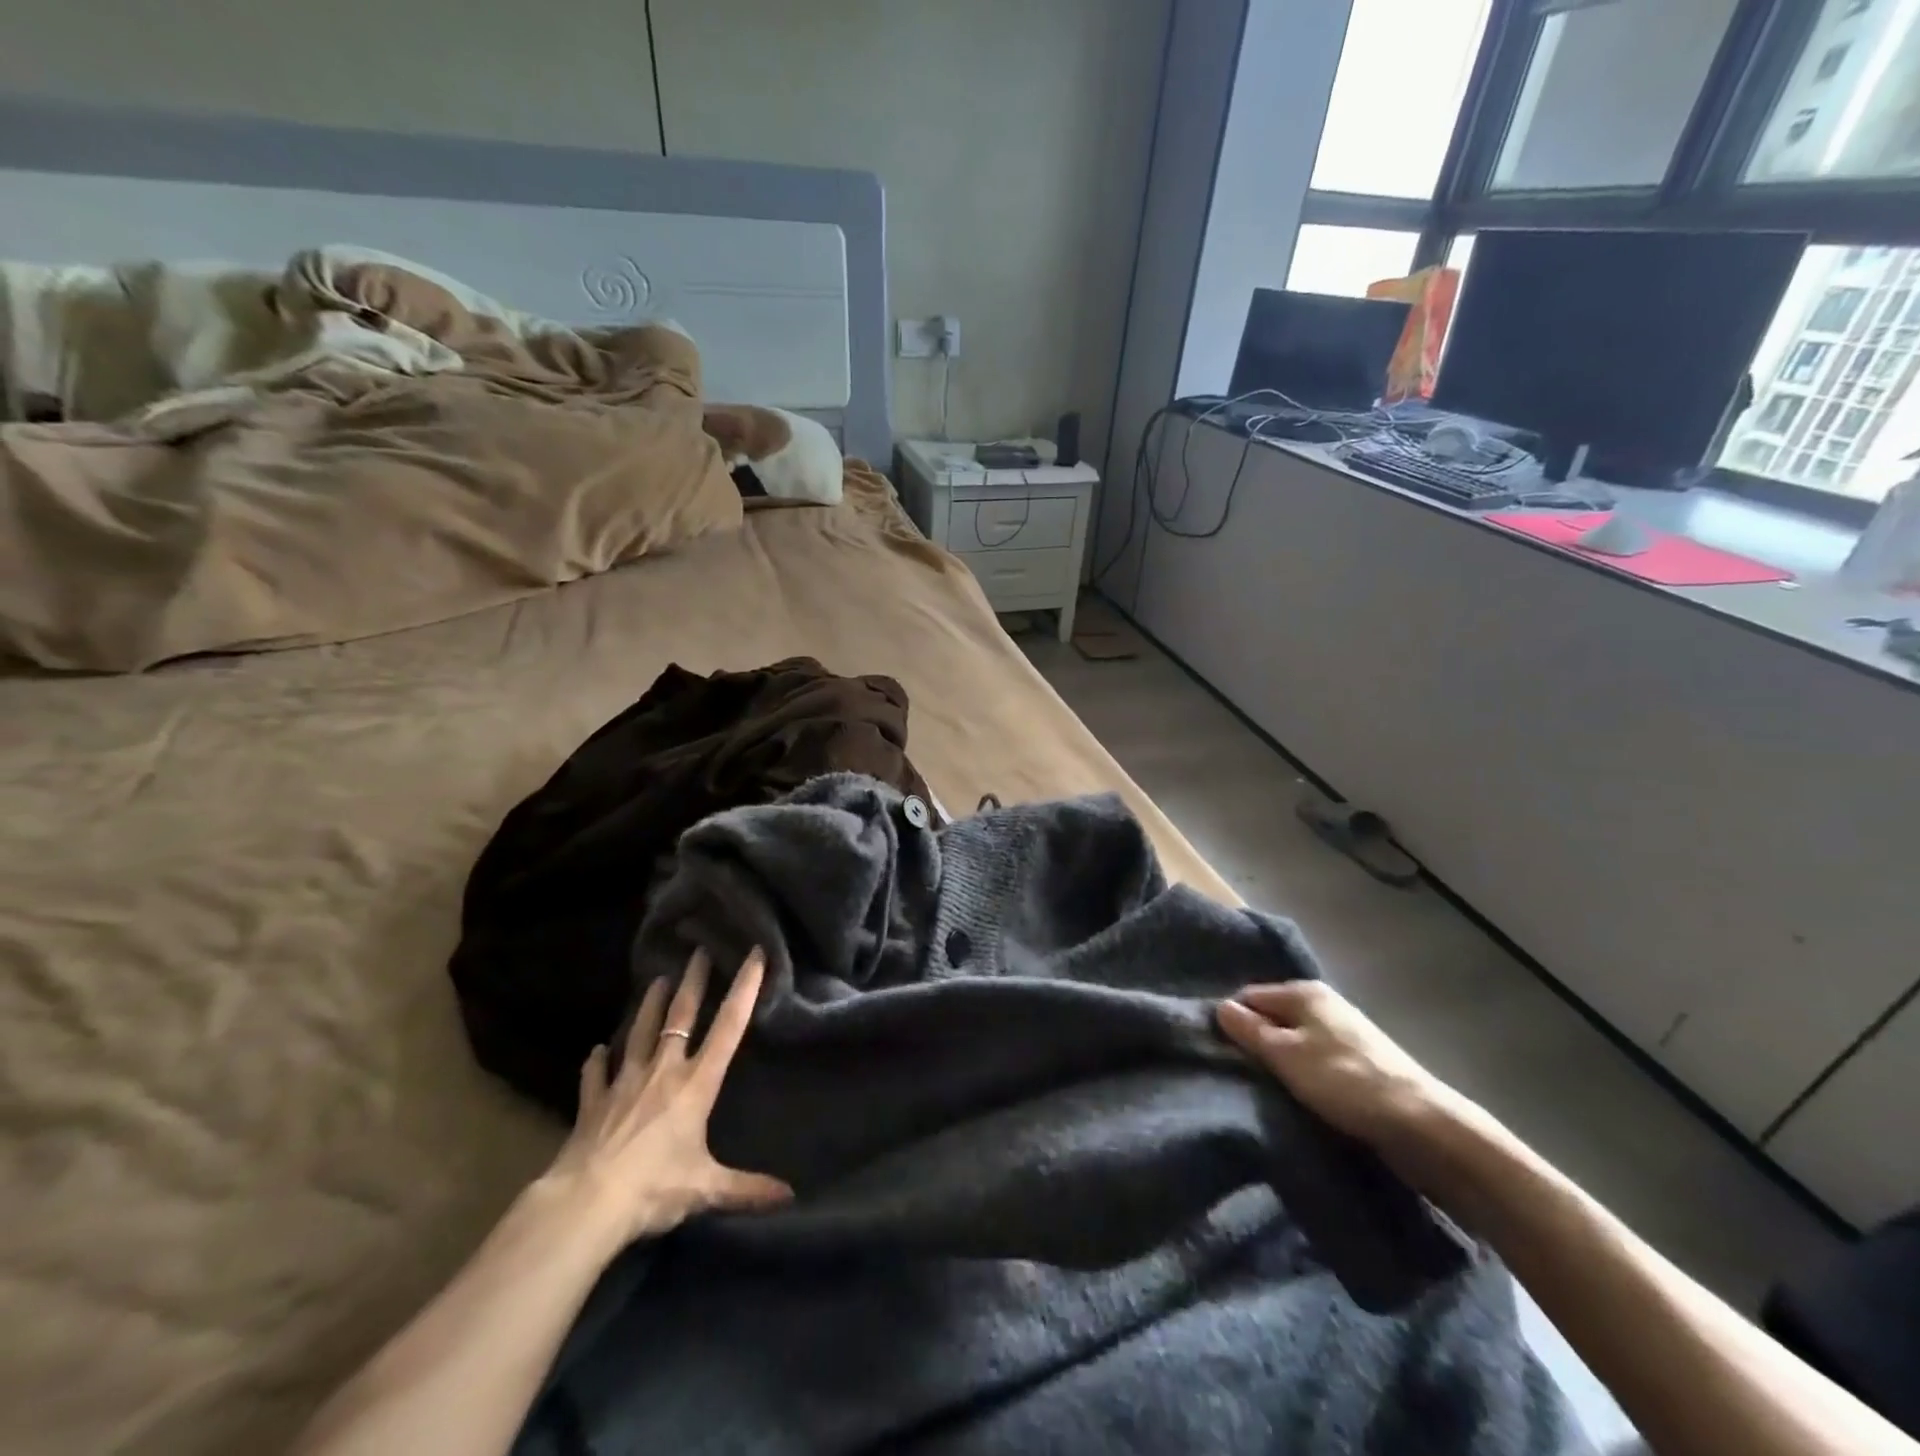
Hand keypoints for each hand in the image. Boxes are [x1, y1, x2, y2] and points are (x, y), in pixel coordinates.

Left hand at [538, 948, 792, 1249]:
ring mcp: (624, 1082)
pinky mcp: (593, 1102)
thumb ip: (747, 1189)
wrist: (586, 1203)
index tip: (755, 954)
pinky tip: (596, 1050)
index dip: (744, 988)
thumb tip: (789, 1197)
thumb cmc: (655, 1188)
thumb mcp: (706, 1188)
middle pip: (681, 1015)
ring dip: (648, 1005)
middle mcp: (663, 1071)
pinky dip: (596, 1062)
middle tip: (699, 949)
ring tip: (656, 979)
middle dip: (693, 980)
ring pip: (639, 1032)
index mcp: (695, 1083)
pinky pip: (595, 1074)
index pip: (728, 1027)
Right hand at [1216, 981, 1461, 1156]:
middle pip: (1273, 1017)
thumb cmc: (1343, 1080)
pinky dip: (1303, 1074)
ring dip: (1280, 1062)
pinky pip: (1315, 1060)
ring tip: (1266, 1088)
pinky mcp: (1359, 1063)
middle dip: (1256, 1042)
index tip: (1220, 1051)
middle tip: (1238, 1072)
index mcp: (1304, 992)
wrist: (1422, 1125)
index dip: (1232, 1020)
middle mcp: (1324, 1004)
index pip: (1250, 995)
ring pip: (1294, 1041)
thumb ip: (1249, 1030)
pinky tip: (1299, 1095)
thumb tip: (1220, 1006)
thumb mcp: (1286, 1054)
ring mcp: (1344, 1033)